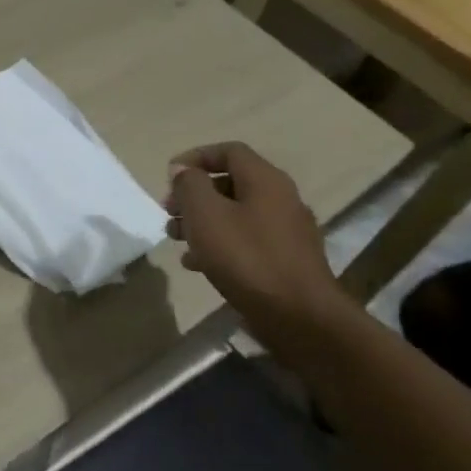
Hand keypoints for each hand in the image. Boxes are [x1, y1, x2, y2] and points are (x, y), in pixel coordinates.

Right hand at [165, 142, 339, 336]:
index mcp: (265, 181)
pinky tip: (197, 263)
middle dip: (194, 194)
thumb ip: (190, 184)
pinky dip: (219, 244)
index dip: (195, 157)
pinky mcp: (286, 261)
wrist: (300, 318)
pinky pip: (246, 240)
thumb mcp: (205, 214)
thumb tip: (183, 170)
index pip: (229, 151)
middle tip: (169, 212)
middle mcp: (281, 199)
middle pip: (230, 183)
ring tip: (176, 239)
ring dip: (202, 221)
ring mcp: (287, 232)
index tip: (169, 177)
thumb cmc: (246, 257)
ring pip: (235, 214)